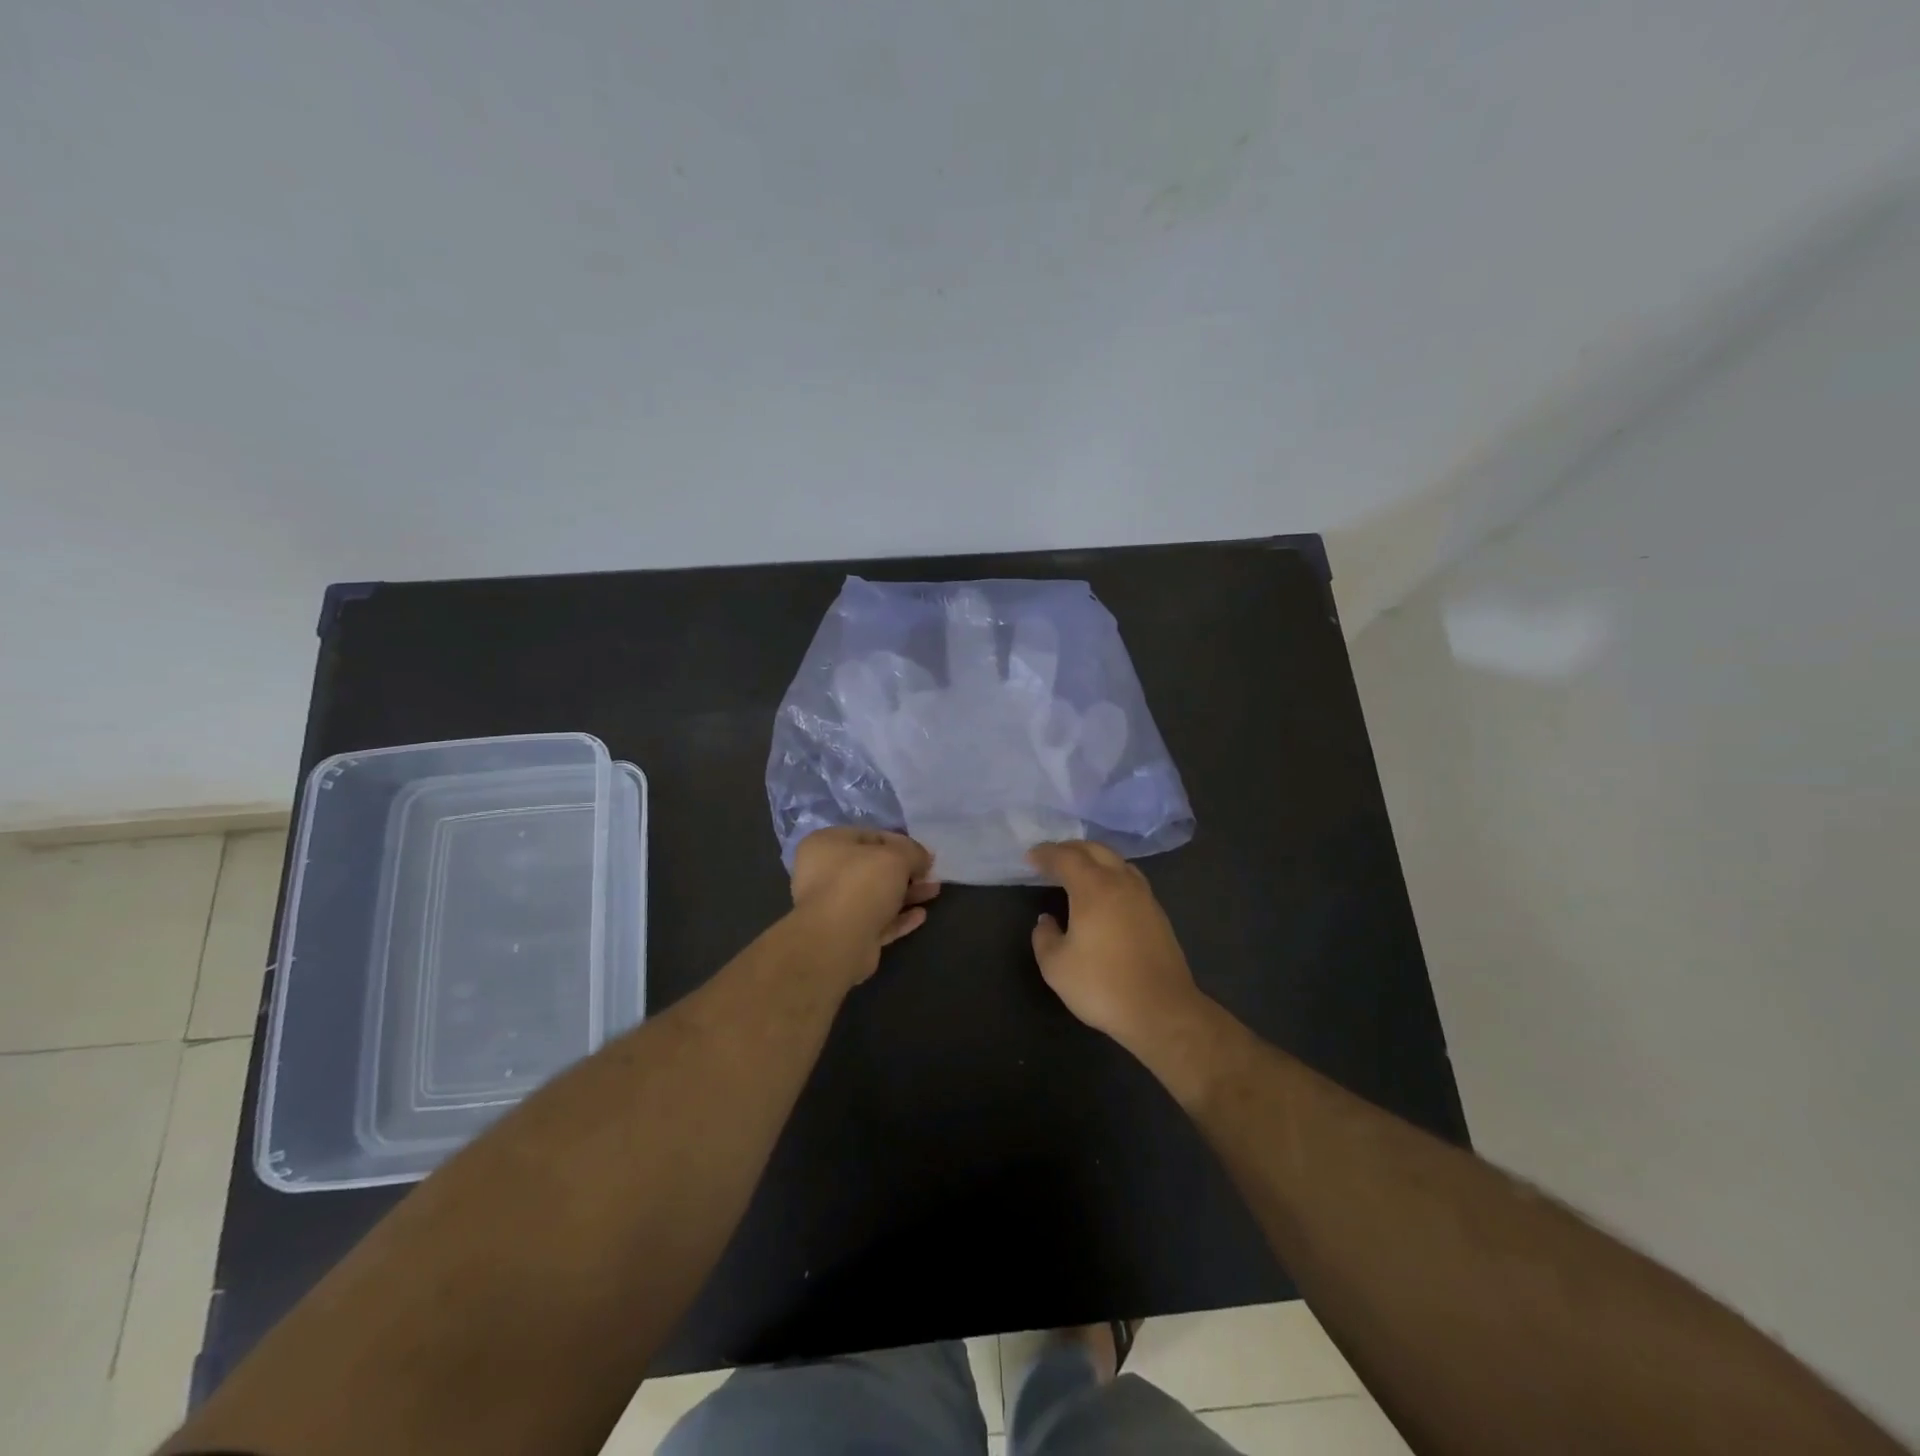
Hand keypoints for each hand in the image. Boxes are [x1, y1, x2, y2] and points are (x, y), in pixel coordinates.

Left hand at [790, 828, 940, 982]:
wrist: (837, 942)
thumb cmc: (861, 884)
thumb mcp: (896, 857)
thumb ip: (913, 852)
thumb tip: (924, 857)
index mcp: (826, 845)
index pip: (869, 836)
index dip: (900, 843)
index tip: (924, 854)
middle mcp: (824, 873)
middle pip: (873, 867)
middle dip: (906, 871)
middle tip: (931, 875)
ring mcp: (833, 907)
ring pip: (876, 896)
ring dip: (906, 893)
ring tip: (934, 892)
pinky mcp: (845, 935)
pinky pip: (876, 921)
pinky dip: (898, 918)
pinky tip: (921, 916)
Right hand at [1027, 840, 1200, 1050]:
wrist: (1162, 1011)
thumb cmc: (1102, 985)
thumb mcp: (1056, 966)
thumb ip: (1044, 937)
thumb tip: (1047, 920)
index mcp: (1093, 888)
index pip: (1066, 858)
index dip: (1046, 854)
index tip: (1030, 857)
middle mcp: (1121, 883)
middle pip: (1095, 850)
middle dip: (1071, 849)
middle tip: (1052, 858)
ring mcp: (1144, 897)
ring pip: (1117, 862)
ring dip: (1094, 859)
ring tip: (1079, 871)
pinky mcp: (1157, 914)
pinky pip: (1130, 880)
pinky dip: (1111, 875)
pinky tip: (1105, 895)